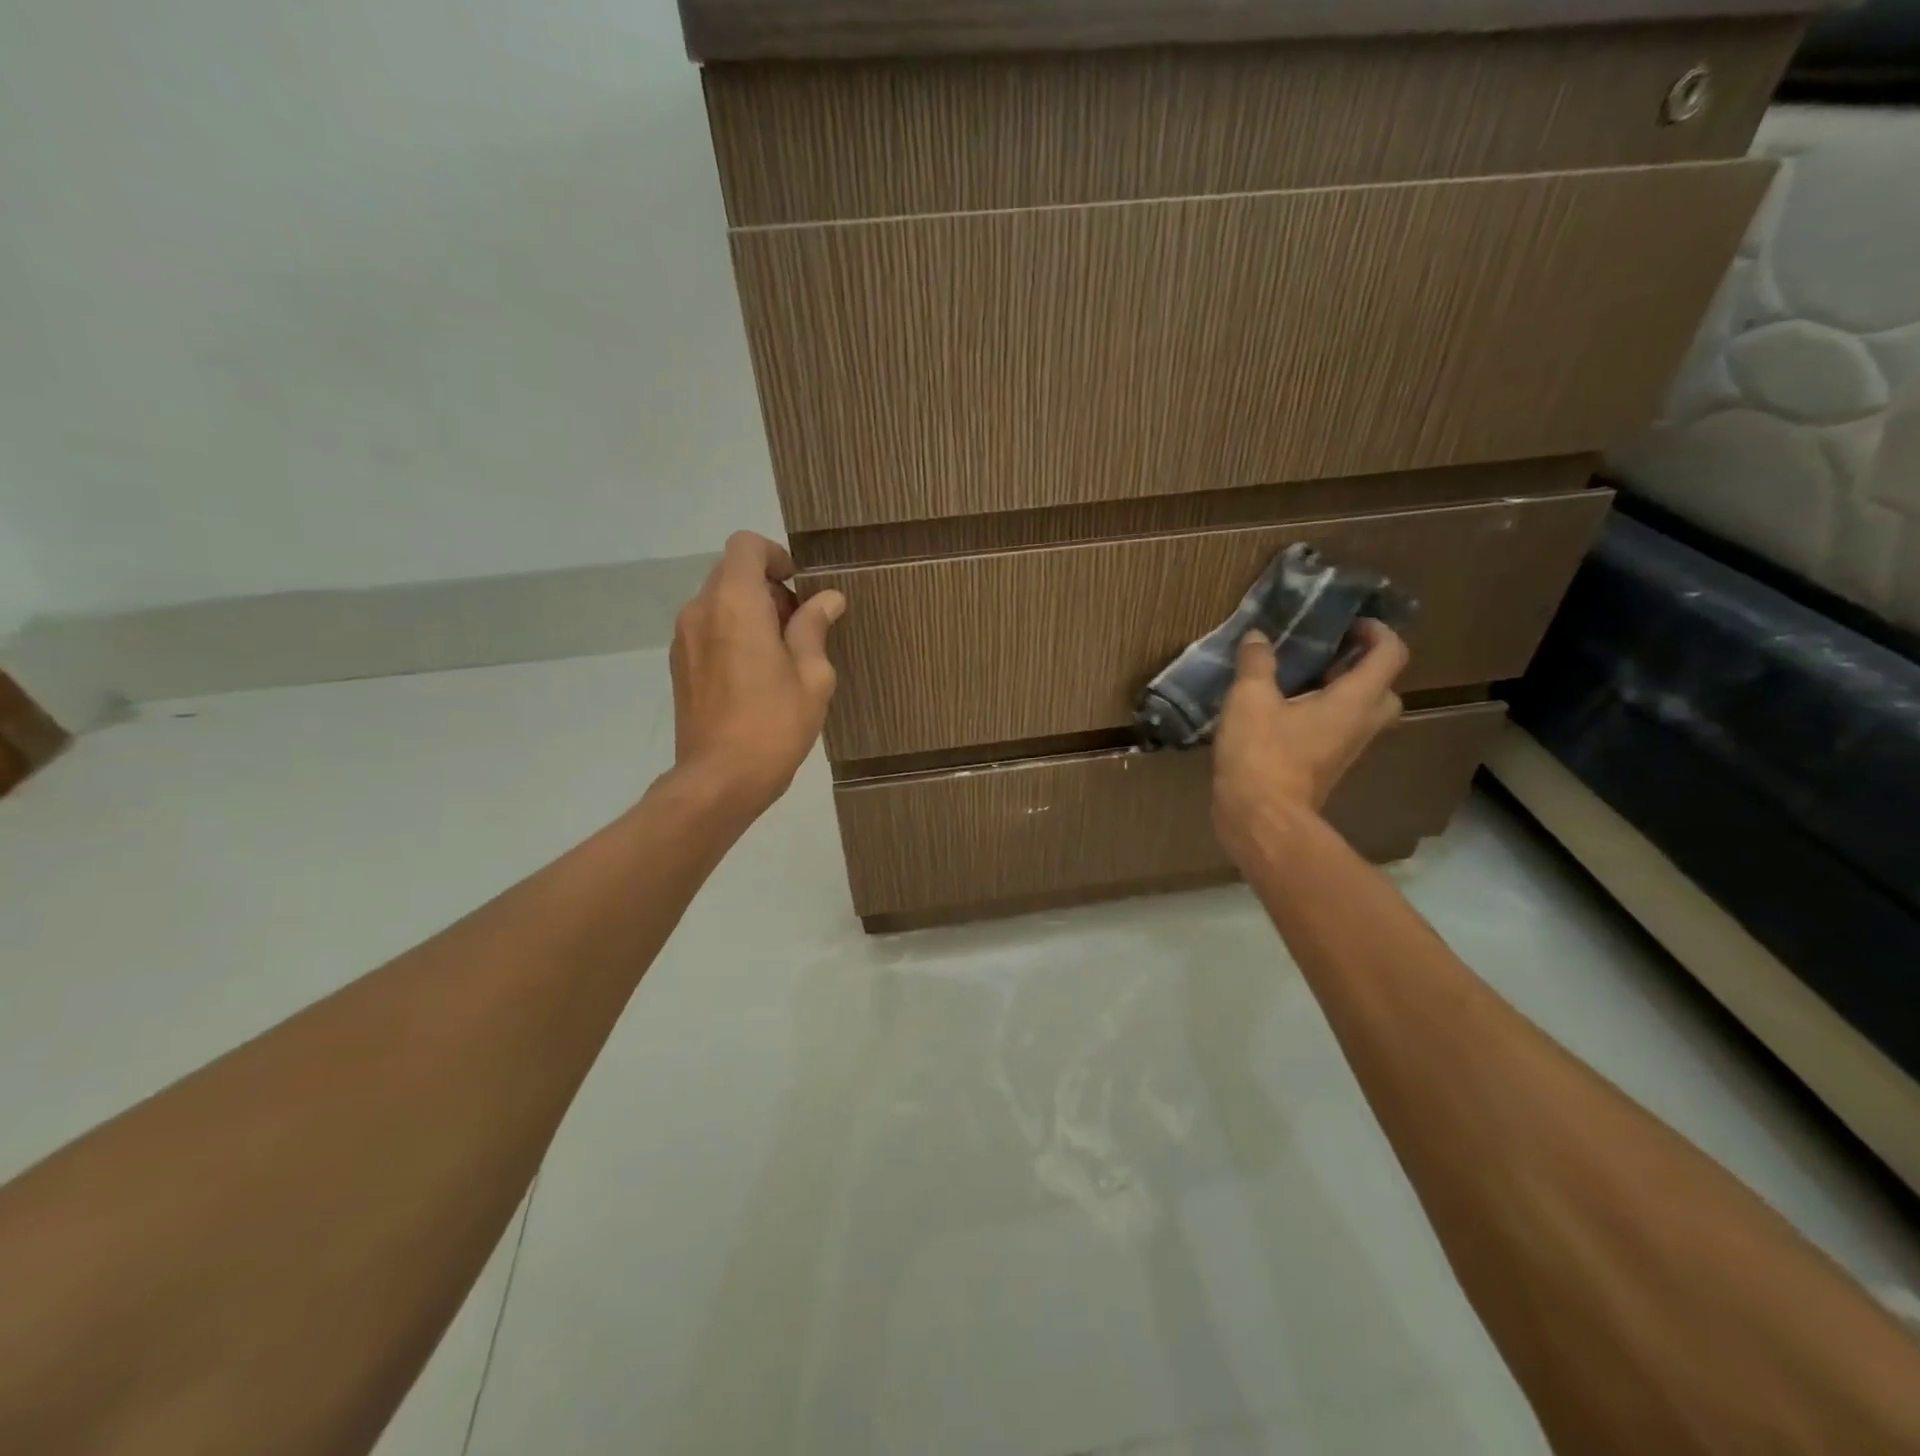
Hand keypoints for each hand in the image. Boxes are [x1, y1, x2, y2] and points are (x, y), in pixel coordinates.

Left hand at [667, 532, 845, 818]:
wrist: (719, 779)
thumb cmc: (774, 724)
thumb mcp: (812, 676)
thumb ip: (814, 628)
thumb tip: (827, 599)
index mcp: (735, 604)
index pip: (745, 546)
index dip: (775, 556)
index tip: (798, 586)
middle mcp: (700, 610)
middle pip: (732, 572)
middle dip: (768, 587)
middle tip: (800, 626)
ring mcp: (684, 638)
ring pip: (718, 601)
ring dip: (750, 612)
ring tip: (780, 655)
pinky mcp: (679, 664)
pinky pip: (708, 628)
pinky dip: (732, 633)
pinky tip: (755, 675)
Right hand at [1212, 620, 1409, 863]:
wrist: (1260, 818)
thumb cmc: (1262, 755)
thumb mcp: (1249, 700)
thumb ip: (1256, 664)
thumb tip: (1257, 637)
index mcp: (1353, 701)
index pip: (1390, 655)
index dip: (1377, 632)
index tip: (1347, 624)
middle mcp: (1360, 724)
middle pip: (1383, 687)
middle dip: (1362, 665)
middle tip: (1328, 654)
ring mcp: (1345, 750)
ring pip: (1361, 711)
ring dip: (1341, 691)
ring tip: (1300, 678)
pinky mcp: (1326, 767)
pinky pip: (1337, 730)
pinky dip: (1322, 713)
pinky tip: (1283, 710)